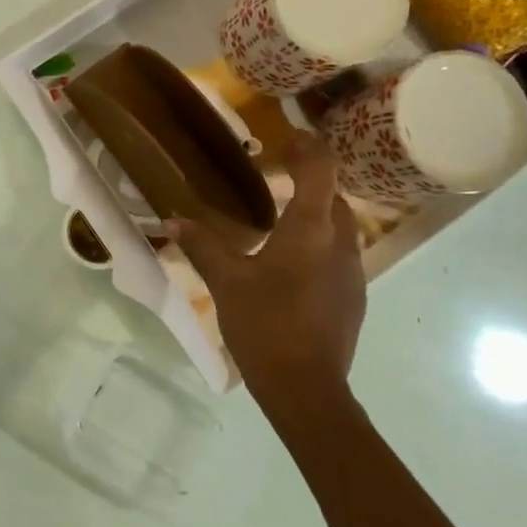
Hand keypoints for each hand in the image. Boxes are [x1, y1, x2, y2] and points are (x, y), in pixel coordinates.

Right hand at [168, 134, 364, 403]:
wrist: (307, 389)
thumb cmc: (266, 325)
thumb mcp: (226, 282)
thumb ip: (202, 245)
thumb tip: (172, 220)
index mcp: (311, 229)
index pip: (321, 167)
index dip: (307, 145)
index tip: (285, 137)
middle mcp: (341, 242)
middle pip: (332, 194)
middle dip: (306, 177)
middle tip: (270, 175)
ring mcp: (353, 271)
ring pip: (338, 224)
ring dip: (313, 211)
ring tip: (276, 216)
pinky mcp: (353, 296)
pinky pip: (338, 251)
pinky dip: (317, 240)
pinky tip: (288, 261)